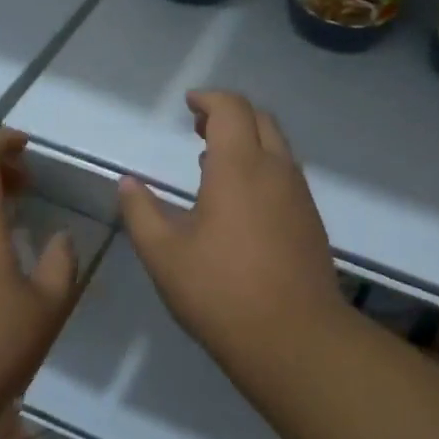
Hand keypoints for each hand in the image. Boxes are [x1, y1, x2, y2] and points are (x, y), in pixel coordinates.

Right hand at [117, 92, 344, 364]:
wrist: (295, 339)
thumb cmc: (221, 291)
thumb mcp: (164, 254)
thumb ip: (141, 211)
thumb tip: (127, 183)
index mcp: (240, 167)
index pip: (231, 108)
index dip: (209, 99)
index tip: (188, 104)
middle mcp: (276, 170)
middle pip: (259, 119)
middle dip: (229, 114)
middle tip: (199, 127)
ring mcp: (299, 196)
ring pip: (277, 147)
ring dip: (247, 141)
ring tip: (212, 162)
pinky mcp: (310, 221)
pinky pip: (285, 174)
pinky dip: (261, 167)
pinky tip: (238, 200)